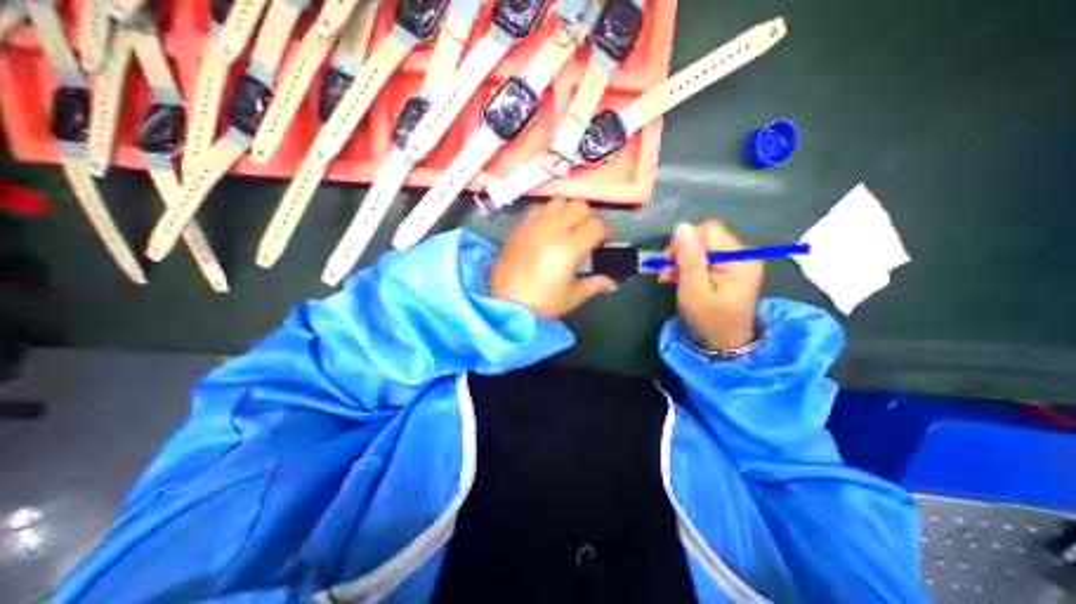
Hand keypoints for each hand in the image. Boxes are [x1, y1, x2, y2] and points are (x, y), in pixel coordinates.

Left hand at [491, 197, 616, 320]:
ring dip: (567, 212)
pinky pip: (538, 210)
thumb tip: (611, 283)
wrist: (503, 304)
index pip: (596, 226)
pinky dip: (548, 214)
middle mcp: (551, 229)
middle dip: (588, 218)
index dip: (605, 232)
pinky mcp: (518, 227)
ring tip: (566, 229)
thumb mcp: (572, 297)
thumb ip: (594, 285)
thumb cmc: (541, 304)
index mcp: (568, 248)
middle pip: (579, 206)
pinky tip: (546, 230)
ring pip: (558, 202)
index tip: (604, 241)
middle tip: (586, 234)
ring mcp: (532, 225)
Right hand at [656, 222, 763, 350]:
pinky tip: (678, 278)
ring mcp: (738, 262)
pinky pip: (706, 258)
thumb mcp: (694, 290)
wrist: (726, 344)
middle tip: (664, 272)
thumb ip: (689, 258)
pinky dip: (690, 266)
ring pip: (703, 247)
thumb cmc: (709, 320)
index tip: (667, 262)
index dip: (684, 242)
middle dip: (681, 252)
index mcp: (739, 258)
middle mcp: (743, 254)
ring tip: (668, 278)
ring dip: (682, 260)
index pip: (708, 230)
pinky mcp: (731, 269)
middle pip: (705, 238)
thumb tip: (682, 226)